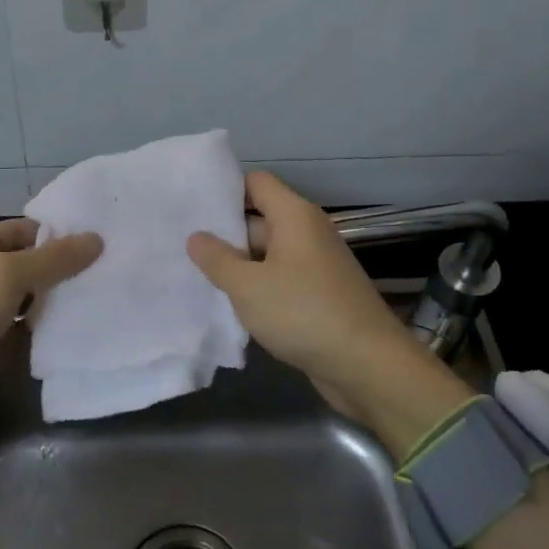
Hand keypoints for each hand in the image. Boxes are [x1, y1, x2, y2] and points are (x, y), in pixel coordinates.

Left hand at [0, 218, 101, 447]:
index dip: (60, 234)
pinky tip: (86, 322)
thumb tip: (97, 239)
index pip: (24, 230)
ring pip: (33, 296)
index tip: (102, 240)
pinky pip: (30, 326)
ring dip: (61, 297)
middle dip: (65, 266)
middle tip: (113, 266)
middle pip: (30, 262)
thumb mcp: (8, 274)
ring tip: (107, 292)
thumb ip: (54, 259)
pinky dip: (52, 325)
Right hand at [187, 172, 471, 456]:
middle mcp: (307, 232)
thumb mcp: (248, 286)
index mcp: (294, 216)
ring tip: (195, 275)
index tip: (190, 205)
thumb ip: (217, 259)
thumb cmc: (303, 313)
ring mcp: (314, 265)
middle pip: (258, 219)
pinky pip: (279, 280)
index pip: (255, 183)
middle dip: (224, 233)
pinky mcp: (317, 295)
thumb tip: (196, 236)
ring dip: (238, 266)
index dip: (224, 189)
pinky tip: (227, 305)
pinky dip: (256, 289)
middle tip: (181, 246)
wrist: (367, 365)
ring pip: (266, 254)